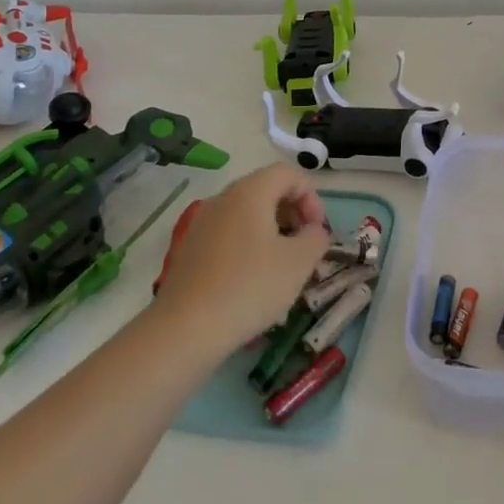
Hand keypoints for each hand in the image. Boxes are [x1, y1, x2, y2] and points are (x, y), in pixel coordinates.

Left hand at [153, 164, 331, 350]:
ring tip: (283, 267)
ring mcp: (202, 224)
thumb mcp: (298, 263)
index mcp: (250, 192)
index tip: (318, 231)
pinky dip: (249, 246)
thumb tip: (314, 231)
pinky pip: (229, 235)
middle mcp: (223, 199)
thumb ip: (316, 238)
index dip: (311, 197)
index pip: (288, 174)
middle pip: (266, 190)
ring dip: (272, 232)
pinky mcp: (190, 249)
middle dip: (292, 214)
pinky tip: (254, 281)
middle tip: (304, 247)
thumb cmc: (249, 287)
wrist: (185, 329)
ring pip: (247, 215)